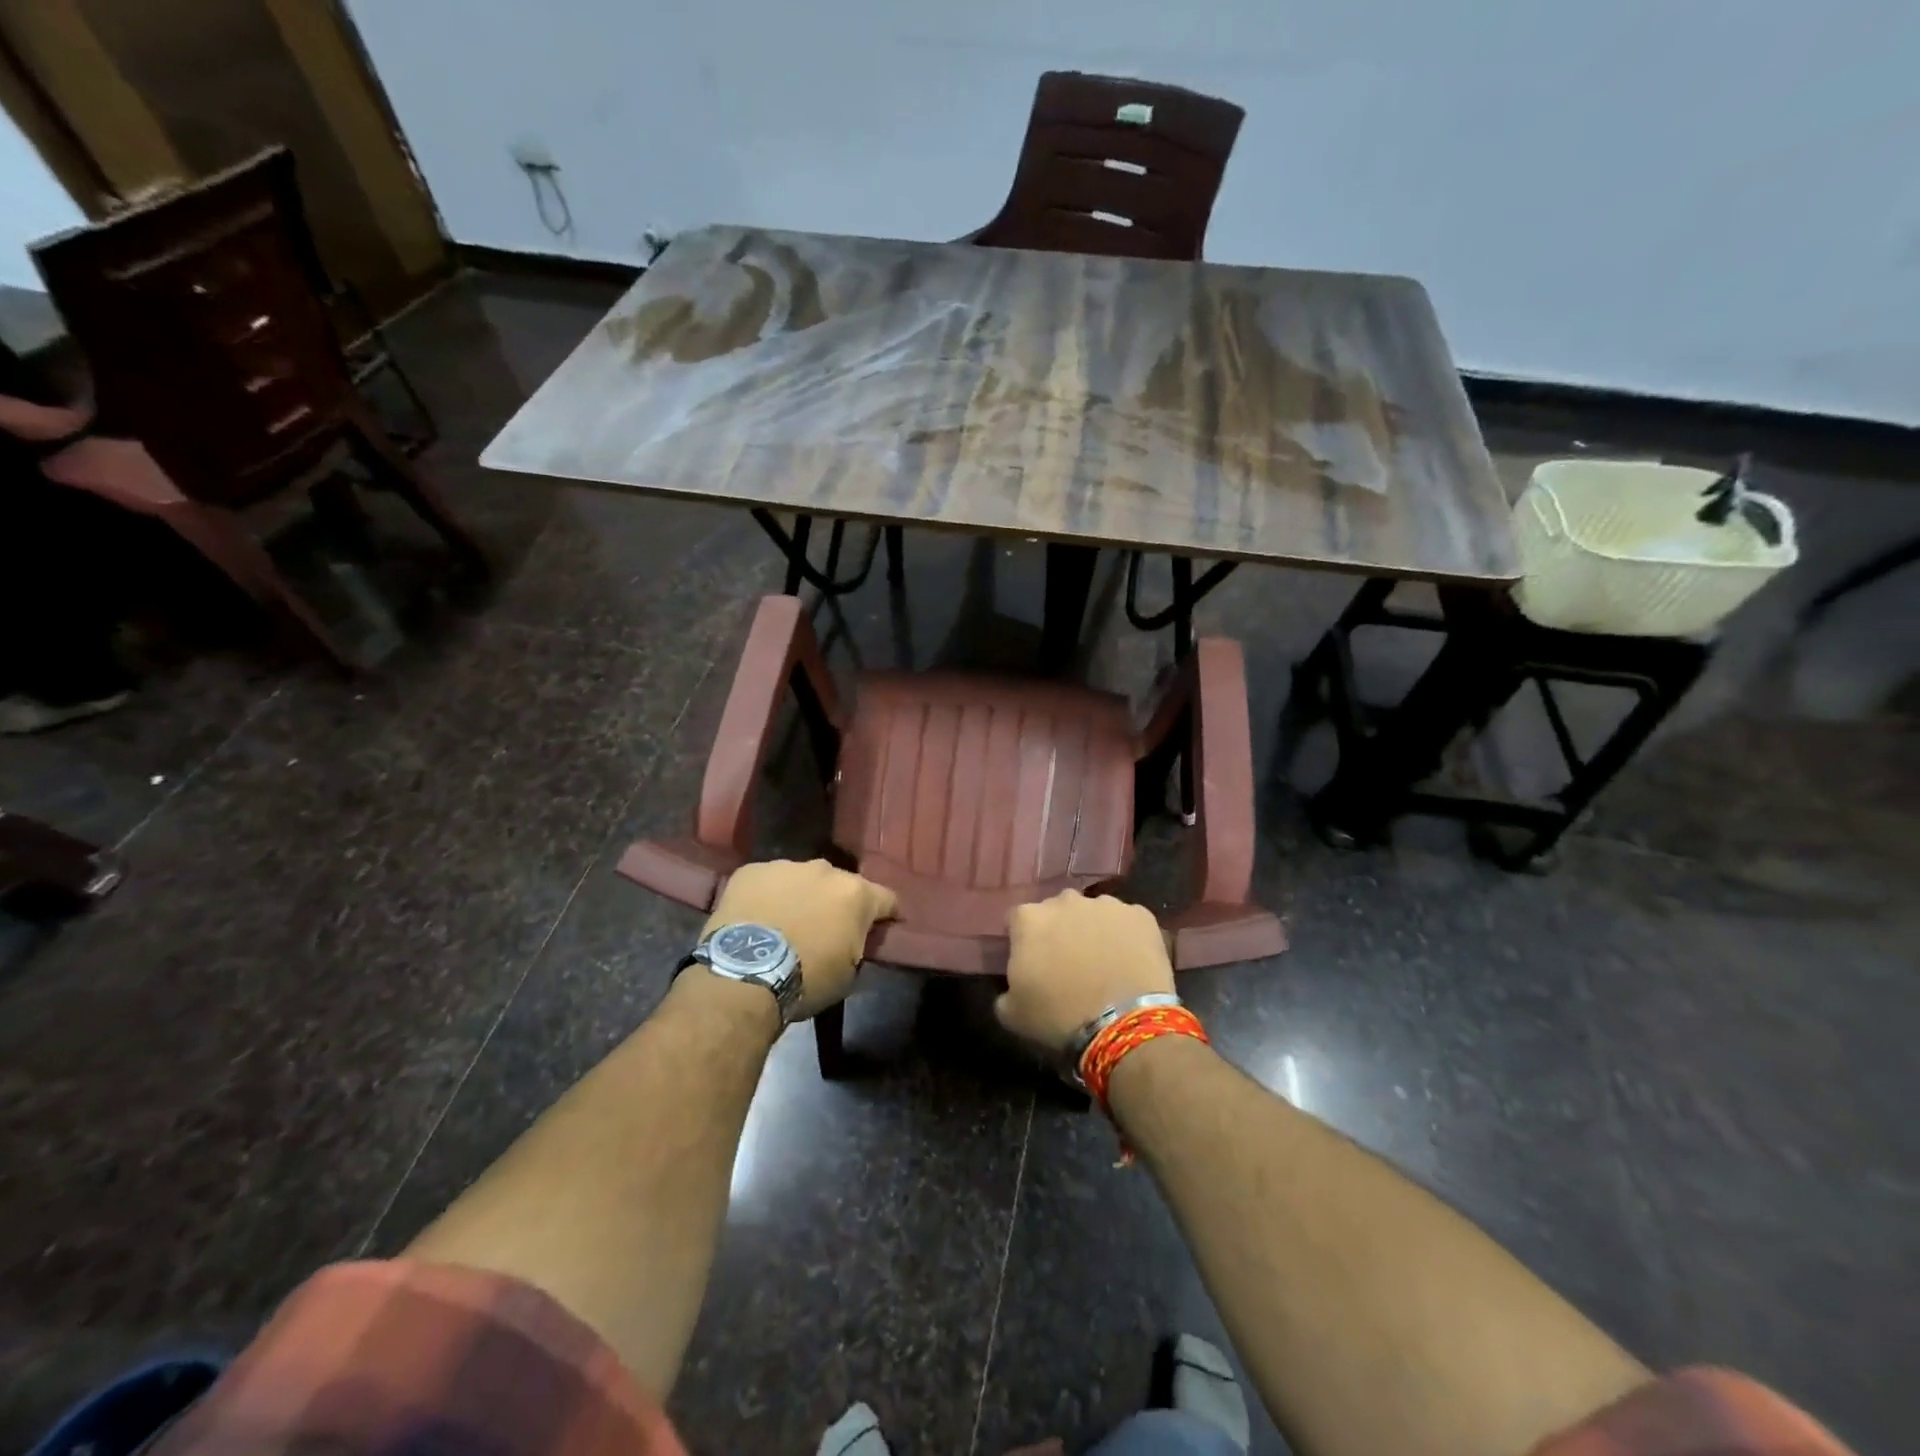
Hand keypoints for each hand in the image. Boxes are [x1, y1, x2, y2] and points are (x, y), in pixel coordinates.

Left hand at [703, 859, 896, 1020]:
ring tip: (786, 922)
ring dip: (801, 896)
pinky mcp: (751, 871)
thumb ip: (857, 944)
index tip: (883, 926)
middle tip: (825, 927)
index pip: (887, 898)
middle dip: (837, 902)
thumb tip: (852, 938)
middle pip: (840, 884)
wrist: (745, 976)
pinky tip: (757, 918)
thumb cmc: (806, 979)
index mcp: (856, 894)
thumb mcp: (848, 972)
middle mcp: (825, 870)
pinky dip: (767, 896)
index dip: (887, 914)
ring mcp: (785, 866)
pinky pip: (767, 882)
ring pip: (801, 879)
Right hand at [995, 890, 1173, 1053]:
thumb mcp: (1013, 1014)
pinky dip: (1126, 936)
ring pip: (1094, 913)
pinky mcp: (1141, 915)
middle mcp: (1066, 901)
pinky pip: (1127, 922)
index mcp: (1029, 919)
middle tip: (1067, 962)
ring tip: (1103, 962)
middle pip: (1057, 910)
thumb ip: (1005, 991)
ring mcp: (1106, 905)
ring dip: (1093, 930)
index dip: (1023, 940)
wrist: (1123, 1024)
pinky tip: (1129, 962)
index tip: (1030, 961)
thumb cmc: (1059, 1017)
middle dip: (1060, 930)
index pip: (1017, 920)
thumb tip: (1012, 988)